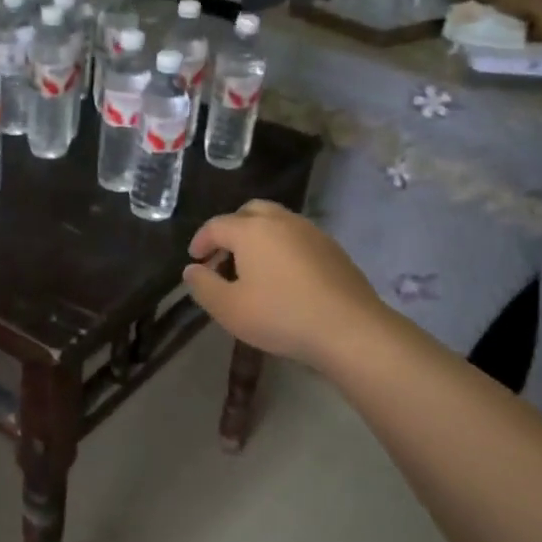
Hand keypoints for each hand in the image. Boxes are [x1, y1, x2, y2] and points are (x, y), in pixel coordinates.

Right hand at [183, 200, 386, 367]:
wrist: (349, 329)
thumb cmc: (280, 316)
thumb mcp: (228, 308)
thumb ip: (203, 286)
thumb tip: (192, 269)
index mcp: (251, 230)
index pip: (216, 225)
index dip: (201, 241)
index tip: (195, 260)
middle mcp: (281, 221)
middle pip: (250, 212)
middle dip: (231, 229)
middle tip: (223, 257)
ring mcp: (311, 232)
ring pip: (277, 222)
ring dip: (258, 237)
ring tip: (252, 268)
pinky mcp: (333, 249)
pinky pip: (298, 237)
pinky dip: (282, 247)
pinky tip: (283, 277)